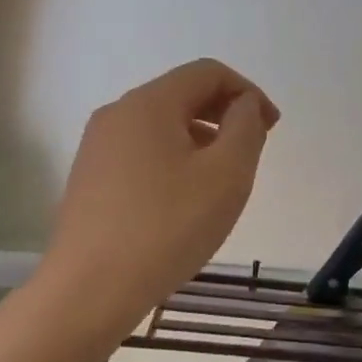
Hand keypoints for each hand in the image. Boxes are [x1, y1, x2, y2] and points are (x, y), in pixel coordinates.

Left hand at [44, 59, 278, 332]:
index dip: (248, 92)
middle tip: (252, 152)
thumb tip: (244, 104)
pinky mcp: (89, 178)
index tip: (271, 128)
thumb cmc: (168, 227)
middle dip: (225, 114)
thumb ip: (246, 127)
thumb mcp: (226, 174)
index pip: (208, 72)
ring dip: (201, 138)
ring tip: (221, 180)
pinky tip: (184, 200)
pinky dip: (174, 159)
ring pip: (161, 125)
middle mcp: (117, 113)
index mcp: (149, 103)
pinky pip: (142, 152)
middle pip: (182, 94)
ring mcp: (97, 147)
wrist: (91, 289)